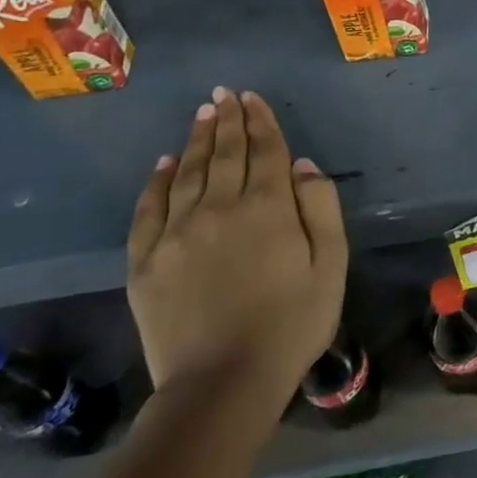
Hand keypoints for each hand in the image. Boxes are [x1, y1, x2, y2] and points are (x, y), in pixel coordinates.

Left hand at [126, 88, 346, 424]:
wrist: (222, 383)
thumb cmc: (292, 324)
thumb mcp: (330, 266)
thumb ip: (321, 209)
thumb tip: (304, 166)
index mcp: (267, 209)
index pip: (265, 152)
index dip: (261, 122)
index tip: (253, 97)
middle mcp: (219, 208)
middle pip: (224, 154)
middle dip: (227, 120)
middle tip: (224, 94)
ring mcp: (177, 233)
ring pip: (187, 173)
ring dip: (196, 140)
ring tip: (202, 114)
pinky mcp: (146, 260)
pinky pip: (149, 209)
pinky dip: (157, 181)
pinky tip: (164, 163)